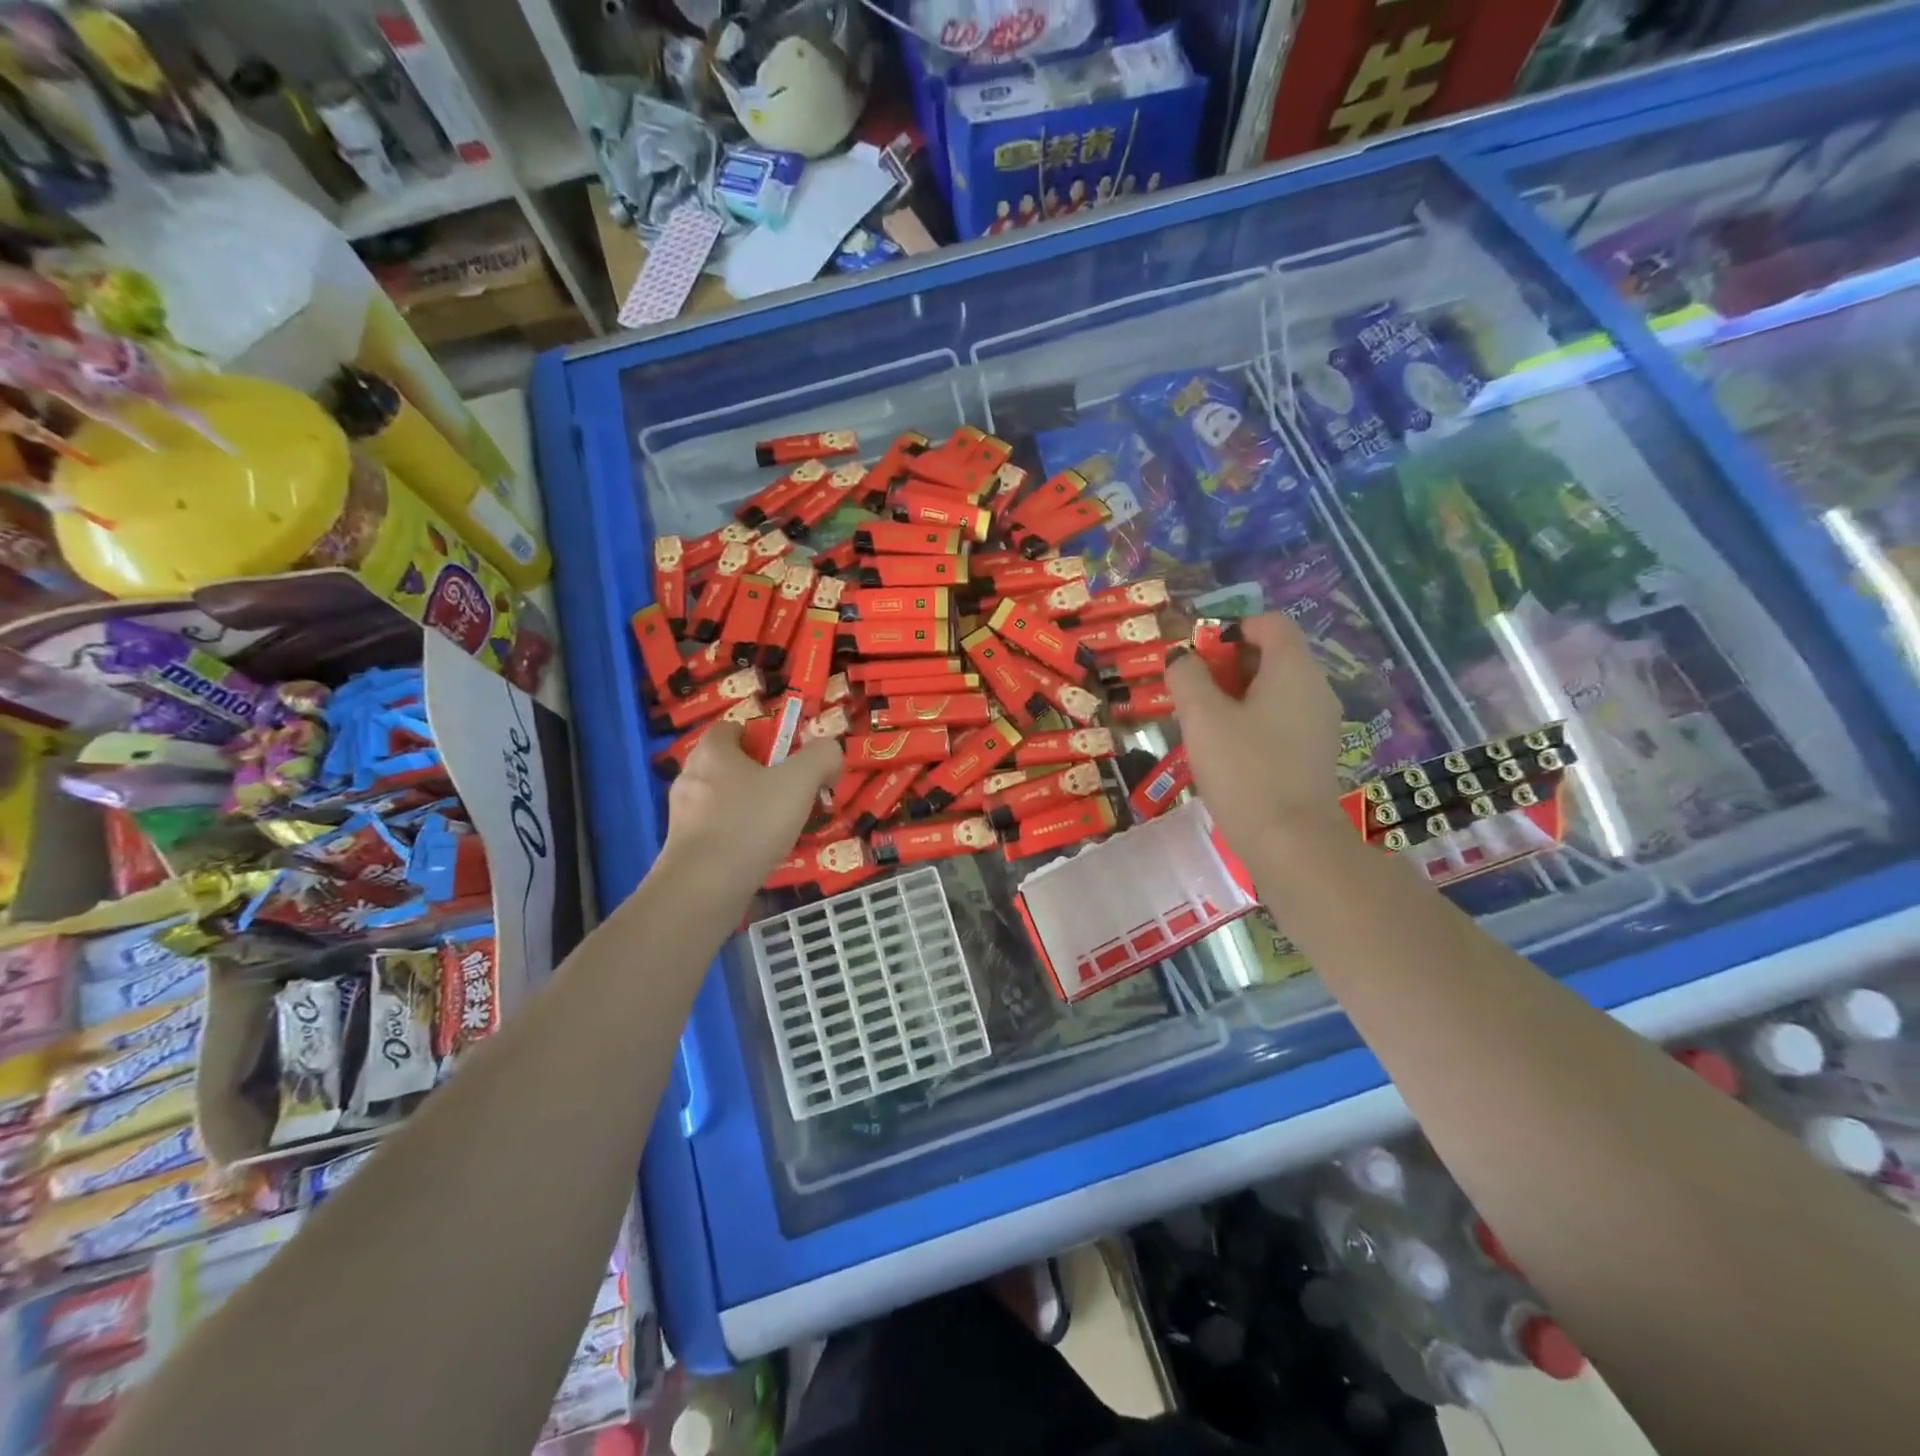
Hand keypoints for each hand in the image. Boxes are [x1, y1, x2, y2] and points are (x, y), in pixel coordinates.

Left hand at [663, 723, 842, 891]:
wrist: (703, 889)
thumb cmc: (750, 824)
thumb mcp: (799, 782)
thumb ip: (821, 757)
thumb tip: (830, 752)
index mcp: (712, 752)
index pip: (732, 727)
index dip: (762, 736)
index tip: (788, 758)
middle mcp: (690, 777)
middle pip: (729, 764)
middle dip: (760, 776)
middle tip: (791, 794)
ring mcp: (682, 814)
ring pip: (723, 800)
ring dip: (750, 808)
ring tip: (779, 828)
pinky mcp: (682, 848)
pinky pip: (716, 831)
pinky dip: (738, 836)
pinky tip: (759, 853)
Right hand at [1165, 612, 1348, 862]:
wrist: (1291, 842)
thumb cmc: (1245, 770)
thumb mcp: (1203, 717)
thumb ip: (1187, 677)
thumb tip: (1182, 658)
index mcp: (1294, 669)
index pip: (1270, 623)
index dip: (1231, 628)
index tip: (1198, 657)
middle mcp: (1315, 688)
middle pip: (1271, 655)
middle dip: (1227, 666)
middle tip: (1192, 693)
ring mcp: (1319, 723)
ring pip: (1273, 690)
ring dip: (1235, 696)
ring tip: (1202, 724)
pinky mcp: (1313, 753)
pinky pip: (1280, 719)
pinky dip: (1251, 721)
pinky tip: (1225, 750)